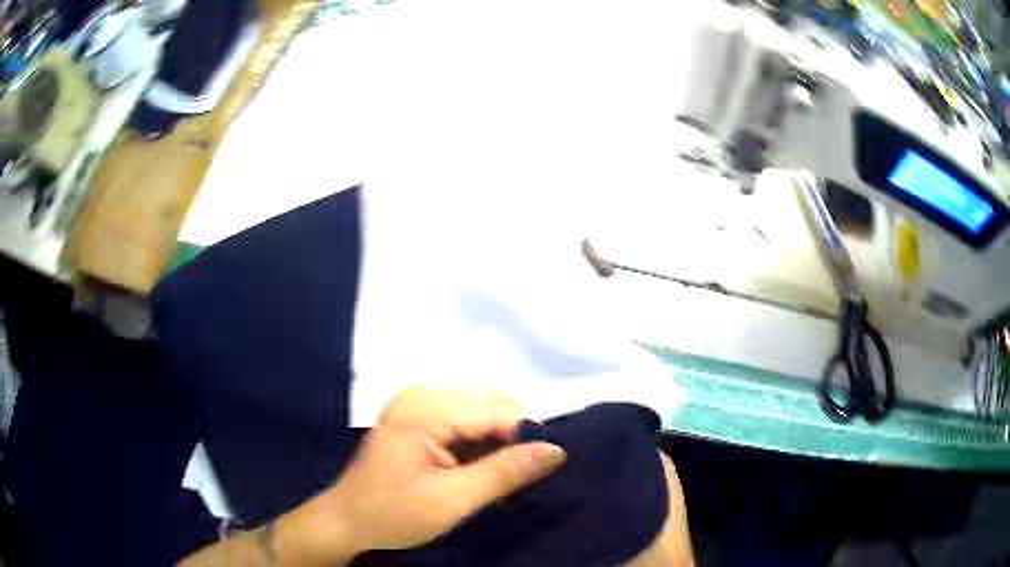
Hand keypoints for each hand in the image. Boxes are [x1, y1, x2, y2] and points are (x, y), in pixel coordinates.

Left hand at [278, 389, 566, 563]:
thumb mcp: (452, 501)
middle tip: (517, 474)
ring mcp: (417, 401)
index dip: (526, 435)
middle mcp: (420, 394)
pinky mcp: (417, 414)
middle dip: (514, 434)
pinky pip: (466, 416)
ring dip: (500, 436)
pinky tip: (478, 464)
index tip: (543, 467)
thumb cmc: (393, 514)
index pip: (496, 409)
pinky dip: (482, 438)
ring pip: (482, 406)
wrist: (347, 520)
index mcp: (424, 409)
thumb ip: (504, 473)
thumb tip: (556, 450)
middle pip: (491, 400)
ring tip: (497, 472)